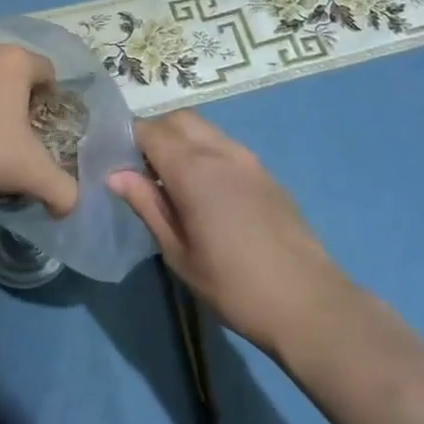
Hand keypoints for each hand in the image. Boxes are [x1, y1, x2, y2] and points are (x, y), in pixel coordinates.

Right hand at [108, 111, 352, 354]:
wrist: (308, 303)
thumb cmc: (233, 285)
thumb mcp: (178, 253)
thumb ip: (147, 205)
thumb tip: (115, 175)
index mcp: (193, 169)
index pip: (150, 130)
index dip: (128, 139)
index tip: (115, 161)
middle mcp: (221, 152)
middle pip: (179, 119)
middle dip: (155, 132)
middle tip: (141, 169)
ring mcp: (249, 160)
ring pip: (205, 129)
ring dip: (182, 140)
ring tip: (171, 181)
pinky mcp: (266, 174)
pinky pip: (226, 147)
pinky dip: (205, 152)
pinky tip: (205, 192)